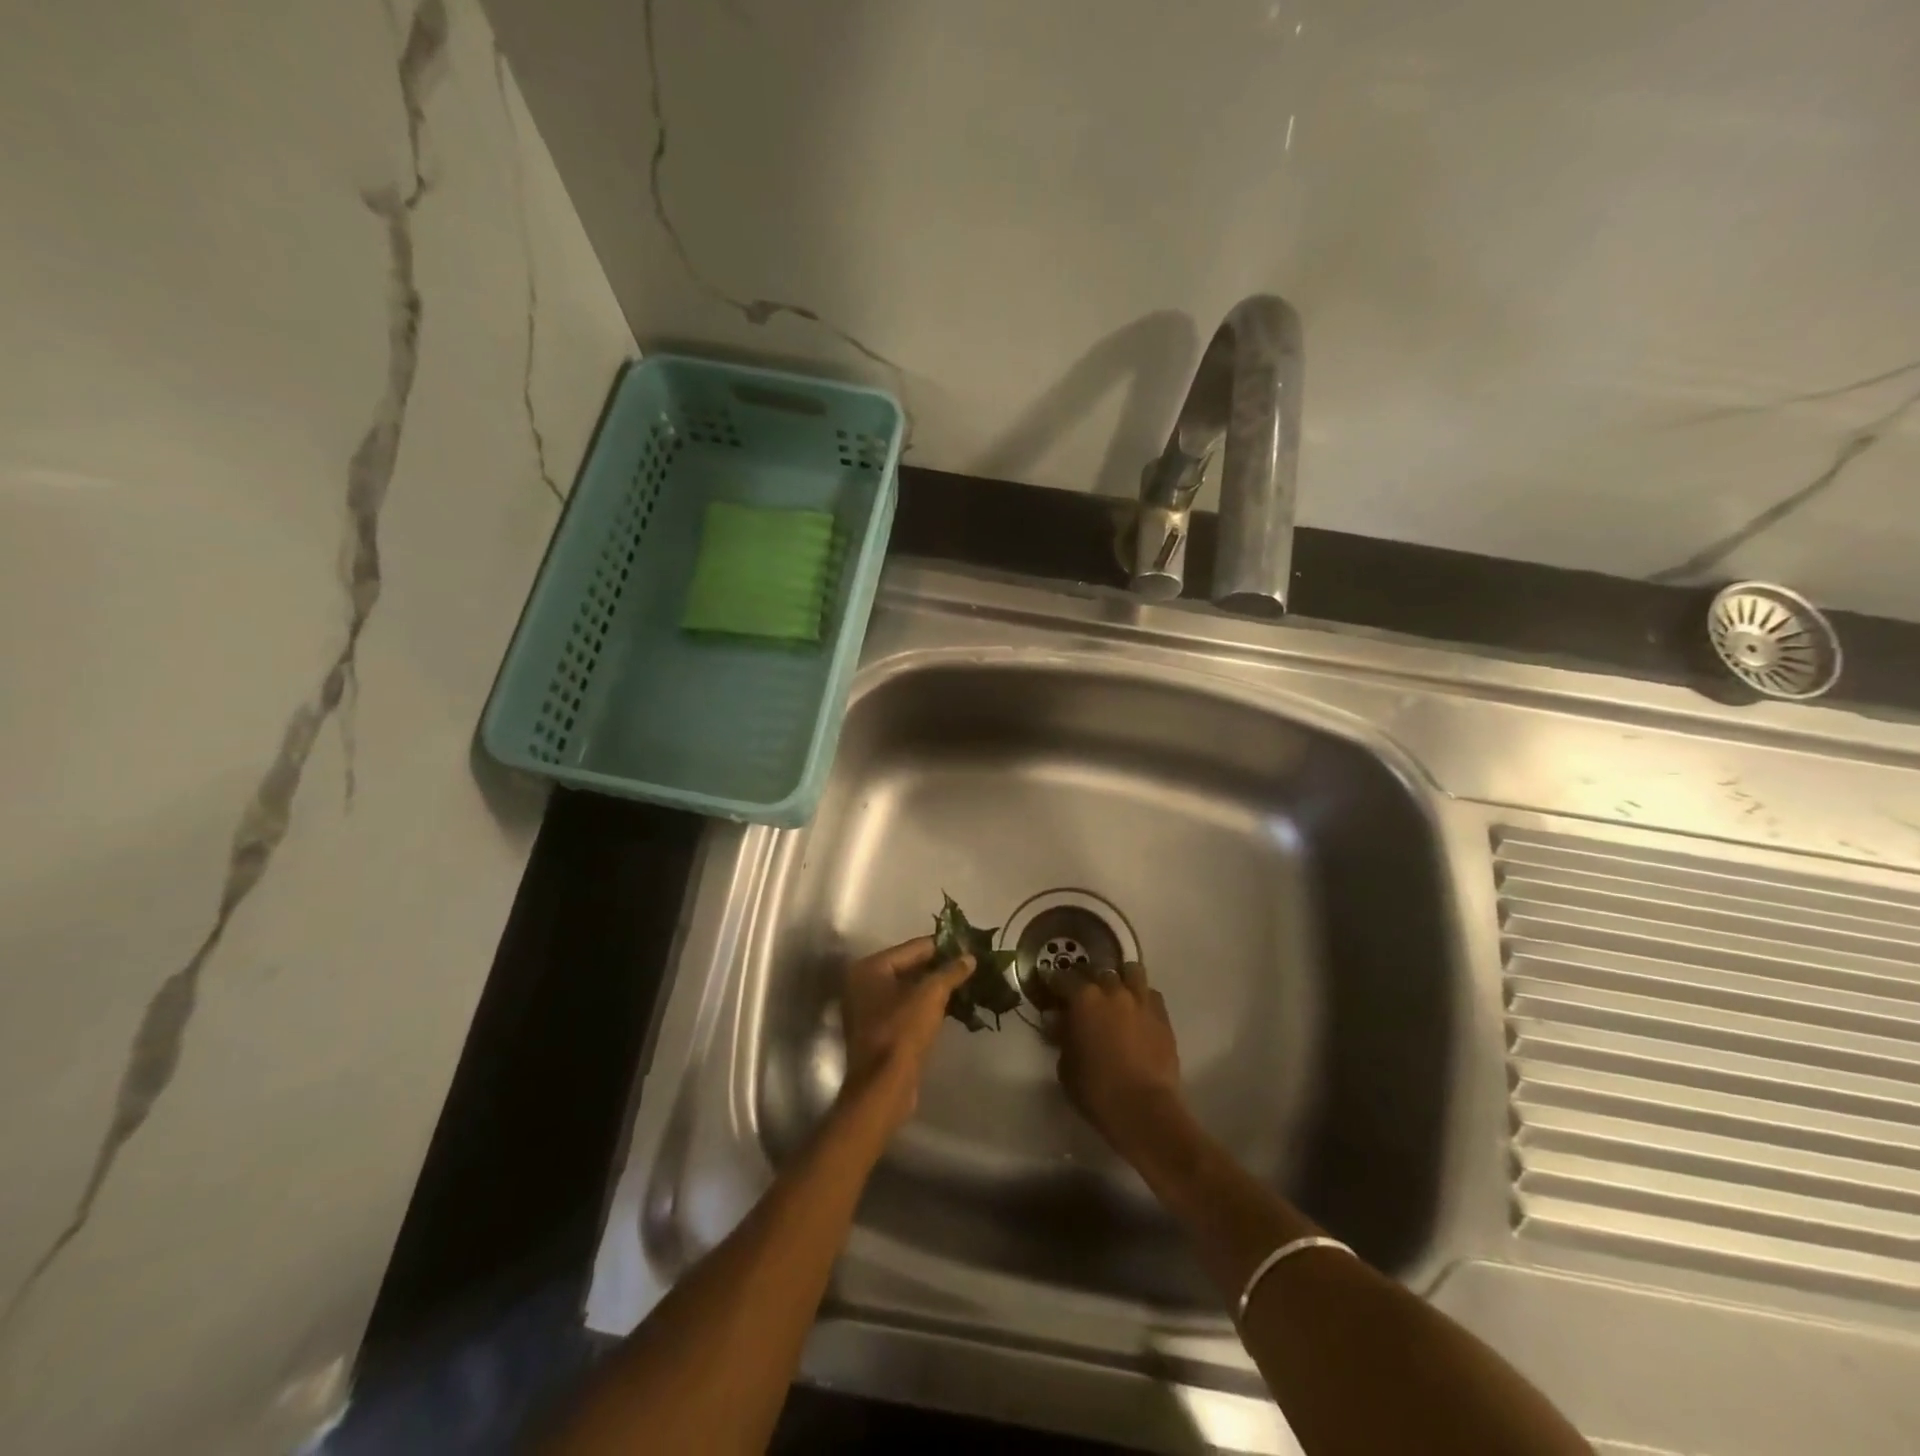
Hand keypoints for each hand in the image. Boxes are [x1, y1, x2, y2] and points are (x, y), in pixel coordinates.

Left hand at [839, 935, 973, 1133]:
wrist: (883, 1087)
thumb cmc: (903, 1031)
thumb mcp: (931, 995)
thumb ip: (950, 972)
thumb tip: (969, 958)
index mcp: (870, 967)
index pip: (914, 947)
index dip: (943, 946)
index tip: (969, 946)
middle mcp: (863, 983)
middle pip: (910, 966)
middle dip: (940, 967)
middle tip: (971, 965)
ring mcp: (868, 1008)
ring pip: (909, 988)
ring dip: (935, 987)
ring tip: (966, 984)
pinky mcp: (878, 1030)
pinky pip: (906, 1007)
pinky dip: (926, 1005)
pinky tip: (951, 1006)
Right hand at [1056, 960, 1187, 1163]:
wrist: (1144, 1109)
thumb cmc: (1096, 1089)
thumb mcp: (1066, 1066)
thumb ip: (1062, 1037)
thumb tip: (1058, 1021)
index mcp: (1084, 998)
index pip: (1064, 978)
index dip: (1054, 981)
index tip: (1050, 987)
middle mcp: (1113, 990)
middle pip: (1098, 971)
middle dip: (1089, 980)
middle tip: (1084, 996)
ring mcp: (1141, 1001)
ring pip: (1131, 972)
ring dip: (1121, 979)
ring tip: (1116, 995)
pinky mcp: (1163, 1017)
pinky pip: (1151, 995)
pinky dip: (1141, 998)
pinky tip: (1137, 1013)